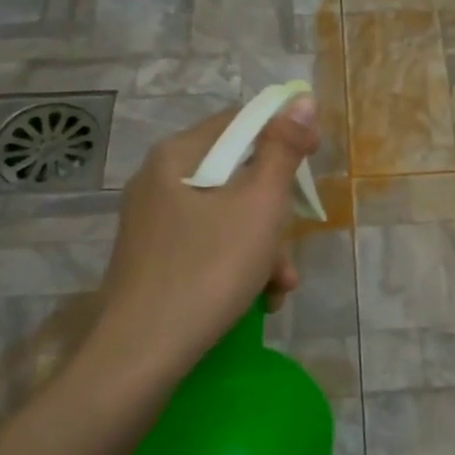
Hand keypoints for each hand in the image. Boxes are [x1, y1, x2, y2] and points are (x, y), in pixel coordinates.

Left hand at [84, 96, 320, 378]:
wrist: (142, 354)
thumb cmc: (207, 270)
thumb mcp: (258, 206)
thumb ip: (282, 151)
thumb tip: (300, 100)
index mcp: (177, 156)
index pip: (239, 122)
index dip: (281, 135)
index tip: (312, 164)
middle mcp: (158, 181)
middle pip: (235, 176)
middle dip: (273, 214)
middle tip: (289, 246)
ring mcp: (152, 224)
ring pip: (225, 218)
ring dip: (262, 248)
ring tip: (278, 288)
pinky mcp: (153, 260)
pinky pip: (207, 246)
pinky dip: (236, 266)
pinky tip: (256, 300)